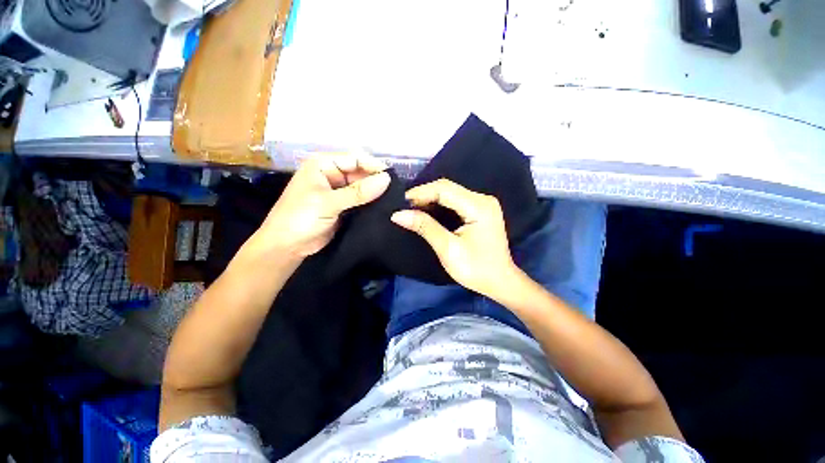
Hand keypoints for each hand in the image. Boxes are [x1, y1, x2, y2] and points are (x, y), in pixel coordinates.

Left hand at [252, 152, 390, 259]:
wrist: (287, 247)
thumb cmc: (300, 219)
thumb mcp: (329, 203)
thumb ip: (358, 192)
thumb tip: (387, 179)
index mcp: (324, 165)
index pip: (355, 159)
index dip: (374, 166)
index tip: (393, 178)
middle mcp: (332, 174)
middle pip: (360, 172)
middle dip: (376, 180)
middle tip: (396, 192)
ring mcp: (338, 191)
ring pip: (362, 187)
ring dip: (375, 193)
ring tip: (394, 199)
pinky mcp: (344, 206)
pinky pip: (361, 200)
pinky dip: (371, 203)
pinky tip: (384, 207)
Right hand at [390, 179, 517, 298]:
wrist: (500, 282)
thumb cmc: (476, 269)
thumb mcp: (448, 249)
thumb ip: (425, 227)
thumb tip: (398, 214)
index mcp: (478, 206)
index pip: (444, 189)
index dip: (420, 193)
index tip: (400, 202)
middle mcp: (483, 199)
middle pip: (448, 188)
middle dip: (424, 195)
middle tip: (404, 207)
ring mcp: (483, 204)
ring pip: (450, 193)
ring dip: (430, 199)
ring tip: (411, 209)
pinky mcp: (480, 210)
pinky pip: (455, 201)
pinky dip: (439, 205)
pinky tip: (427, 211)